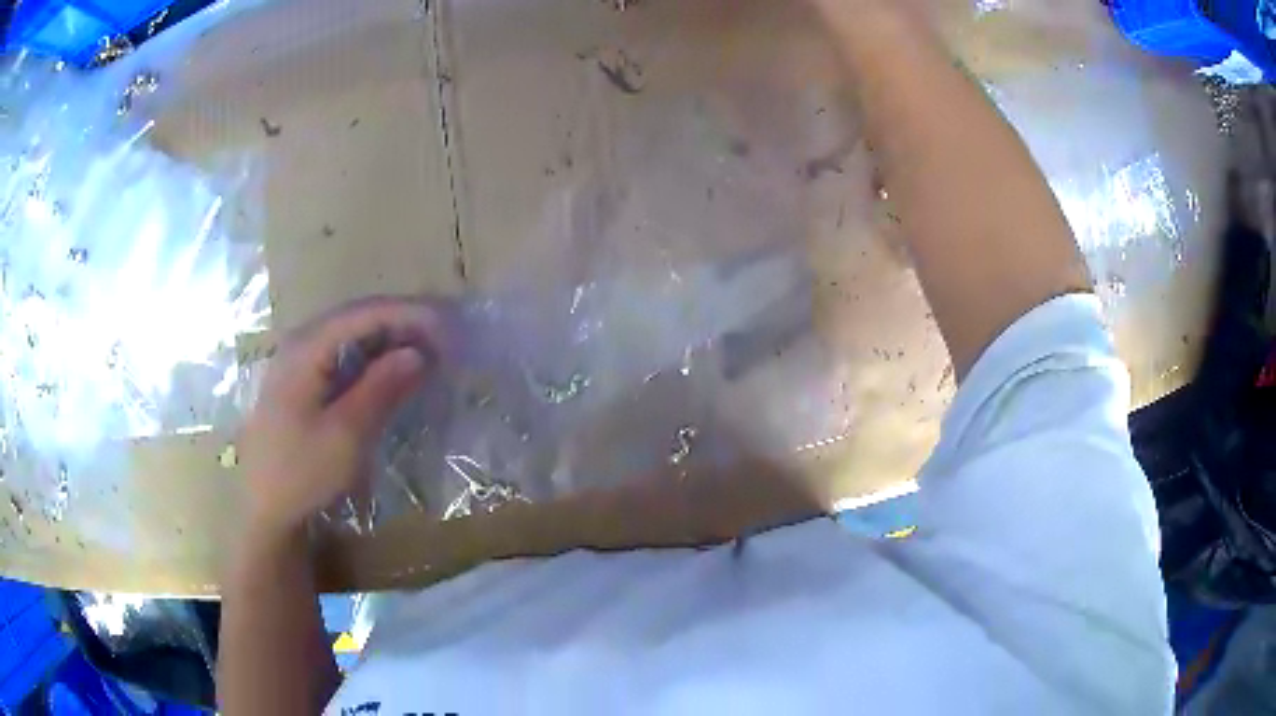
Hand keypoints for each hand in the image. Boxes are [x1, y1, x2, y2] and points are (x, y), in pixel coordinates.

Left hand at [240, 298, 443, 538]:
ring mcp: (298, 362)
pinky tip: (393, 371)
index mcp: (306, 348)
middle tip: (444, 338)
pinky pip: (343, 357)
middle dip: (403, 323)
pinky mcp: (302, 383)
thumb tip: (418, 352)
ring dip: (390, 340)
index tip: (448, 326)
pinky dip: (373, 360)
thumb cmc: (301, 473)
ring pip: (351, 336)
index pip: (364, 314)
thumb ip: (381, 389)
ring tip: (427, 351)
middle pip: (358, 318)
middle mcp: (300, 343)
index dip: (409, 314)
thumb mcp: (346, 435)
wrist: (264, 509)